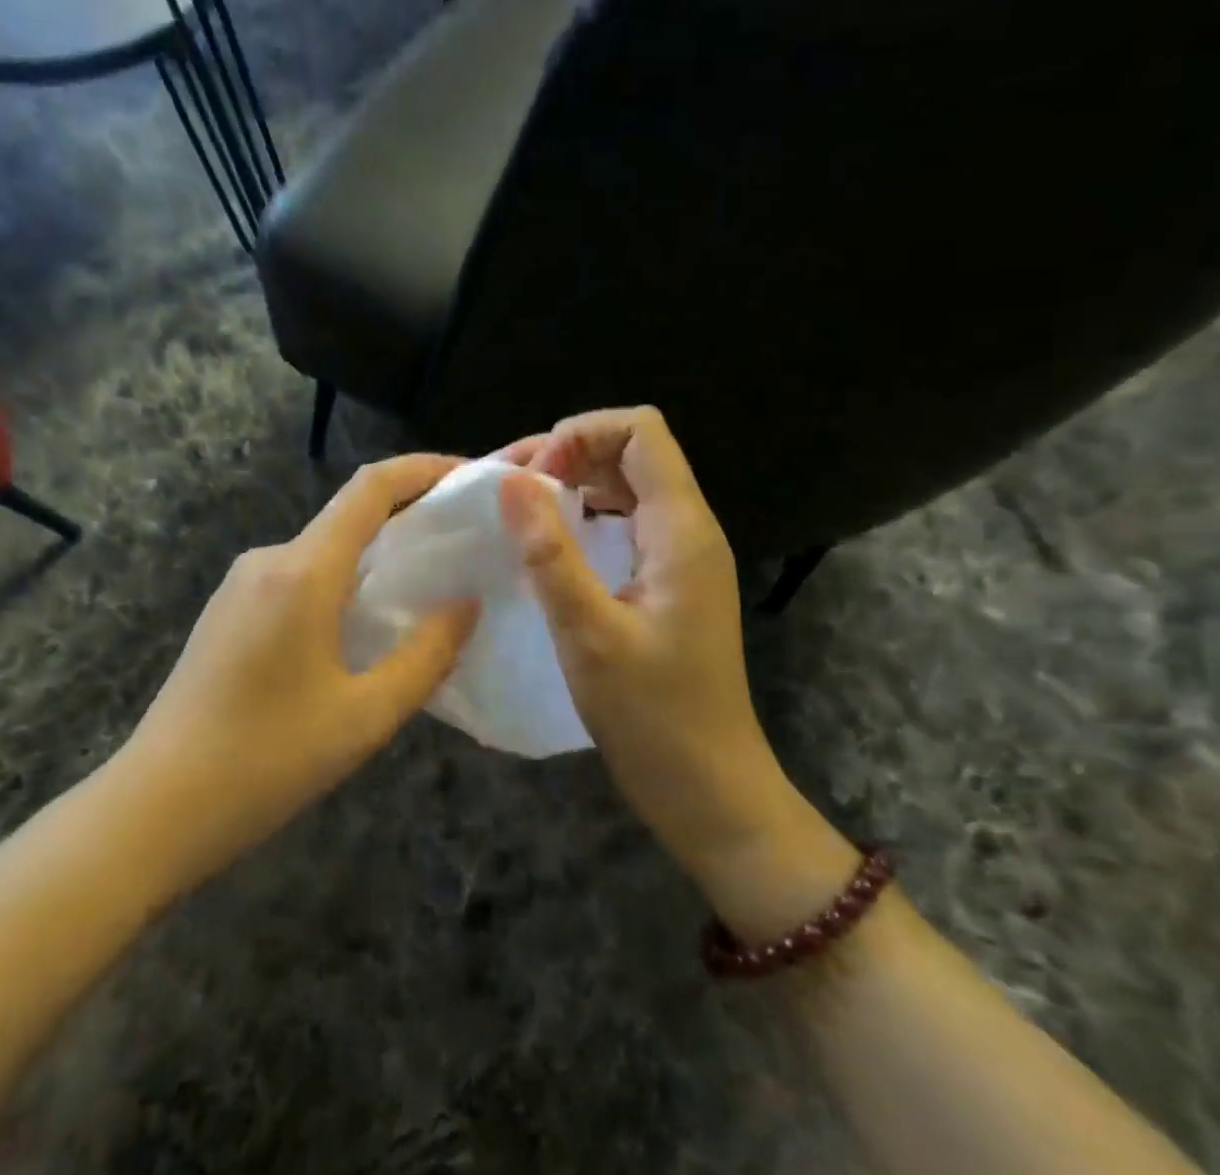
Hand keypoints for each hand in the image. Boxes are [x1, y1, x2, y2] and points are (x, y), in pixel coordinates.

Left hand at [121, 455, 477, 890]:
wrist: (155, 807)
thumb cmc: (266, 761)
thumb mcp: (364, 717)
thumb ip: (425, 655)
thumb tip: (466, 605)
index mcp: (303, 571)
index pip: (371, 488)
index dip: (423, 469)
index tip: (467, 476)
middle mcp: (268, 560)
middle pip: (348, 516)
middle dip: (407, 519)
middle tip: (461, 546)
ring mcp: (240, 584)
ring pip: (322, 551)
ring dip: (372, 559)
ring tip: (420, 594)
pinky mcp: (227, 610)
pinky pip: (297, 578)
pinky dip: (339, 585)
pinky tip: (358, 630)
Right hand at [498, 408, 853, 935]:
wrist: (710, 790)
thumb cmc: (653, 718)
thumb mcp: (588, 633)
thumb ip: (548, 551)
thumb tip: (509, 479)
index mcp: (681, 529)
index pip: (641, 429)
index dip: (580, 434)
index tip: (532, 478)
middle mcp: (688, 528)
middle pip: (631, 449)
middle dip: (568, 451)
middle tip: (511, 489)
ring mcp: (681, 554)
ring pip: (626, 482)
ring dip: (573, 480)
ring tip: (521, 508)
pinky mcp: (668, 579)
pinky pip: (625, 518)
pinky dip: (584, 512)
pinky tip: (550, 542)